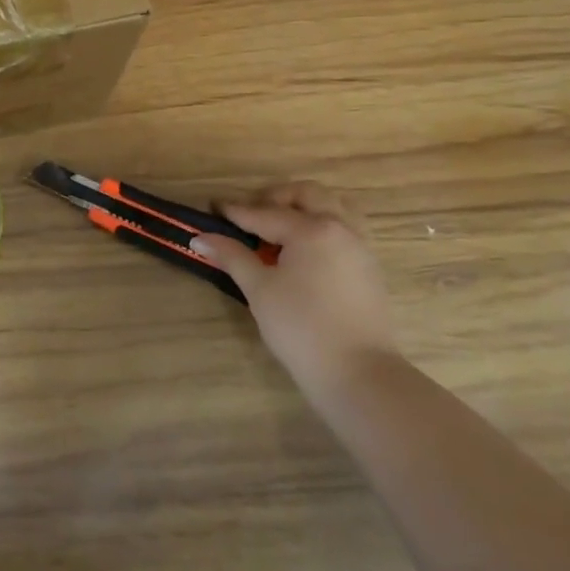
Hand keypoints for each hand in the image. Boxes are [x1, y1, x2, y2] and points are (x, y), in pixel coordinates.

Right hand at [189, 182, 396, 394]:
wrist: (359, 375)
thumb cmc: (302, 328)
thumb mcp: (259, 290)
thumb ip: (232, 256)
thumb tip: (200, 238)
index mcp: (312, 229)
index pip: (264, 213)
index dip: (234, 211)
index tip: (212, 207)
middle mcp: (340, 228)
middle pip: (305, 195)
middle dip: (274, 198)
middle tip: (250, 217)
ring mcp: (360, 246)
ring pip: (333, 206)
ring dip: (304, 207)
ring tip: (280, 228)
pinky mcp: (369, 267)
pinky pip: (346, 227)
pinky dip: (323, 224)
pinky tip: (305, 249)